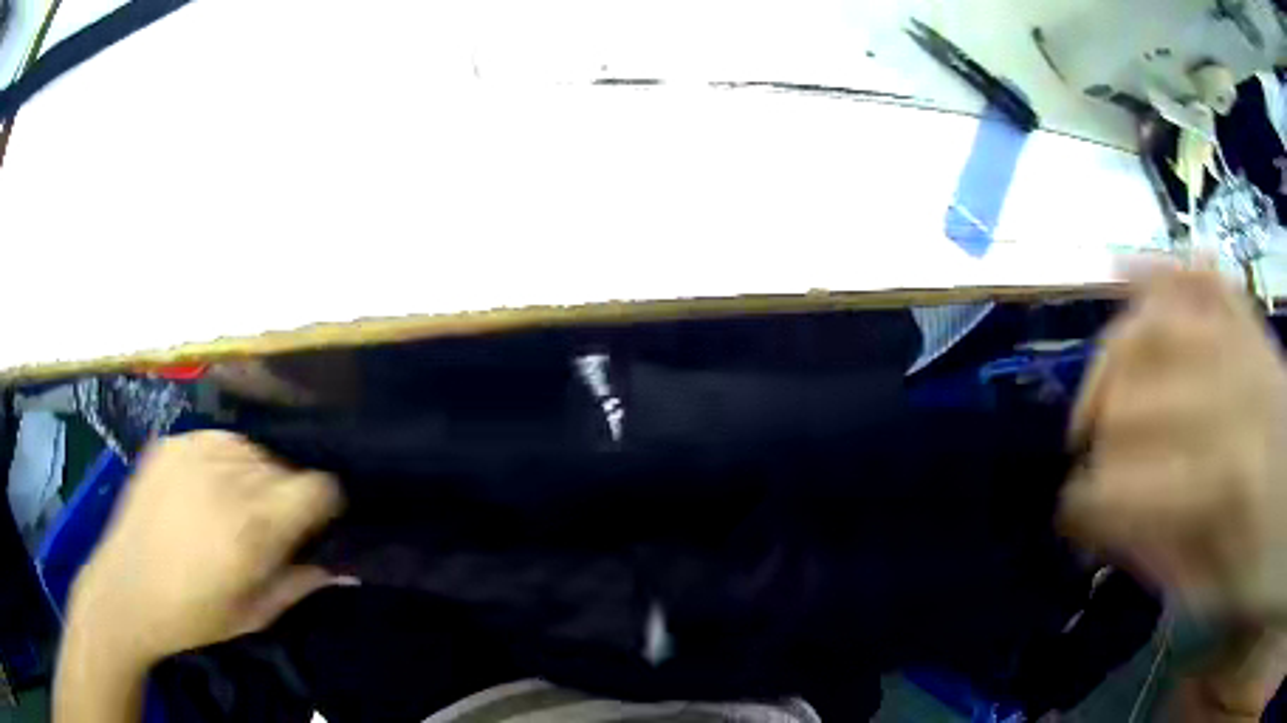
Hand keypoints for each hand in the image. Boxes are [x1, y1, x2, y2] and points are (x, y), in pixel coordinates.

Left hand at [56, 431, 342, 722]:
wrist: (126, 590)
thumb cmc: (194, 616)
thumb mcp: (254, 614)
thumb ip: (301, 583)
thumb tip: (348, 568)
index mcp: (251, 526)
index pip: (318, 486)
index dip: (324, 506)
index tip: (315, 526)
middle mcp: (226, 476)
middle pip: (286, 466)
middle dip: (287, 495)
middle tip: (268, 529)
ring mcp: (194, 451)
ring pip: (254, 450)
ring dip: (255, 477)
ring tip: (234, 508)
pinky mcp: (172, 442)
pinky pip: (219, 439)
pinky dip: (224, 462)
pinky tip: (206, 491)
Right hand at [1062, 265, 1286, 716]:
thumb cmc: (1264, 565)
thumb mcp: (1214, 600)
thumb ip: (1160, 561)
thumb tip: (1105, 523)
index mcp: (1224, 487)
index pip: (1124, 488)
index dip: (1082, 508)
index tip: (1068, 522)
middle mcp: (1232, 399)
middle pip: (1133, 399)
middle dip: (1095, 439)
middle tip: (1091, 469)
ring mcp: (1245, 348)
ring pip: (1155, 323)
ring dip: (1112, 358)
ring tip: (1104, 393)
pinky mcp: (1253, 327)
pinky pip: (1203, 279)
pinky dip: (1161, 269)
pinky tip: (1128, 272)